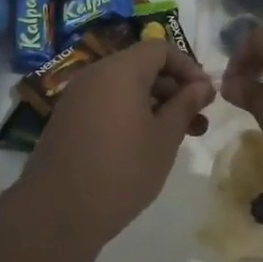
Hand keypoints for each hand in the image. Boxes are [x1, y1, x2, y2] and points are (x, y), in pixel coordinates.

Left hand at [24, 39, 214, 247]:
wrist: (57, 213)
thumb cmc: (122, 170)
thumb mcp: (164, 138)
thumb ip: (185, 105)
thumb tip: (203, 85)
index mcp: (120, 70)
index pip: (160, 48)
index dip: (188, 67)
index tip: (206, 96)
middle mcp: (95, 75)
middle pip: (142, 67)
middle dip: (174, 89)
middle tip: (197, 121)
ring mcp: (77, 98)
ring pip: (125, 88)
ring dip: (155, 105)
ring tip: (178, 137)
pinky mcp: (67, 120)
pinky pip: (106, 104)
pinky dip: (130, 114)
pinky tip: (144, 145)